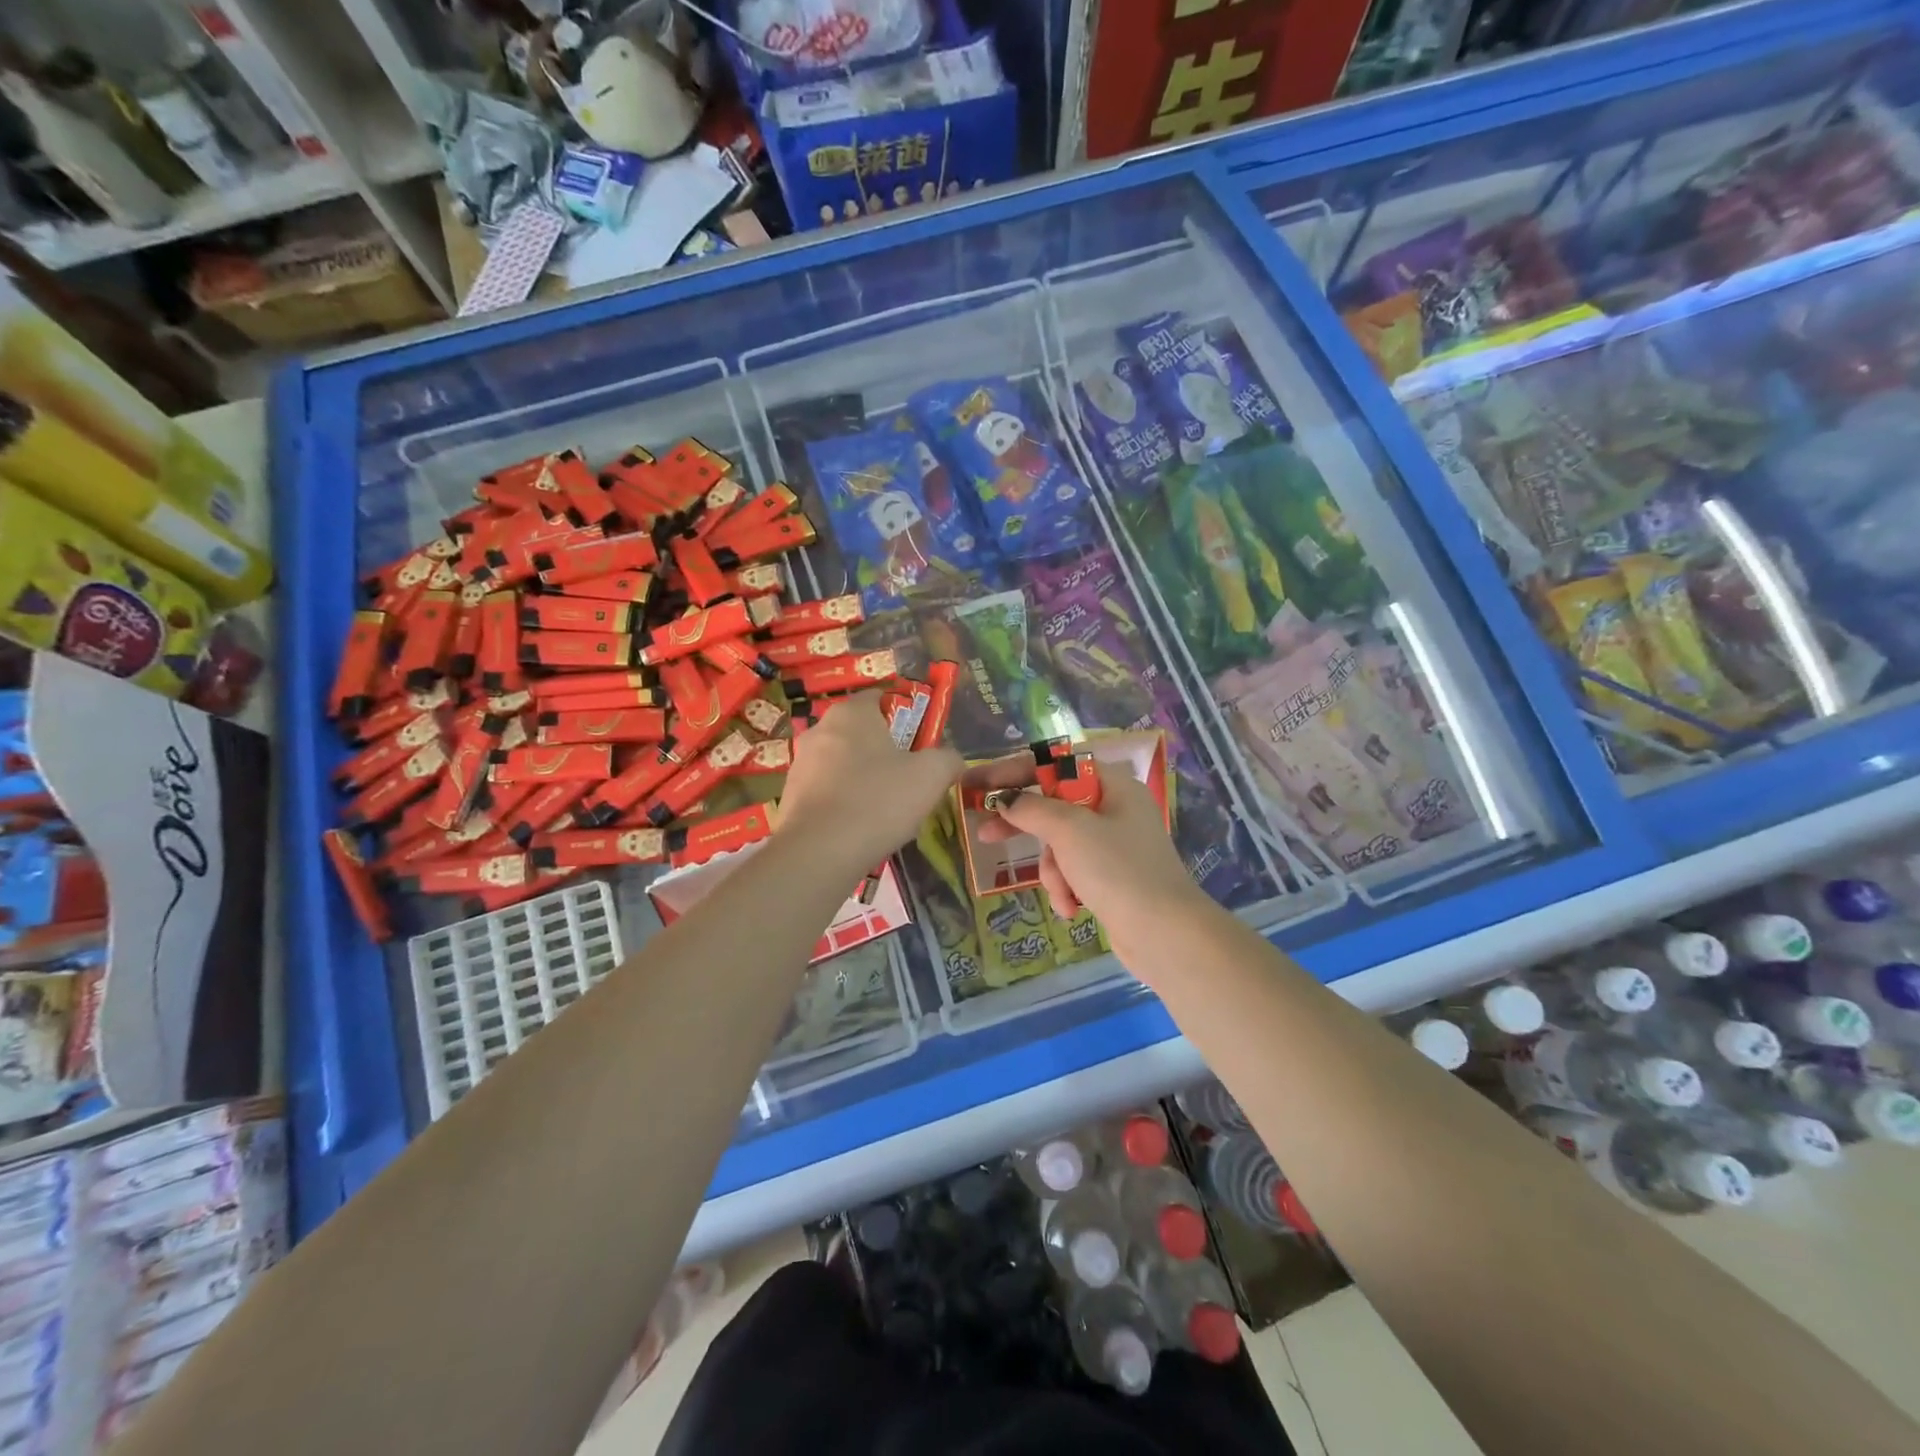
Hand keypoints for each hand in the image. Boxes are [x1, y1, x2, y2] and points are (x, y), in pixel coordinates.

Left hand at [776, 691, 962, 873]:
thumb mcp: (931, 776)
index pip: (880, 697)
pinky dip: (844, 801)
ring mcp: (801, 763)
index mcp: (852, 713)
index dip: (905, 716)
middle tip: (908, 777)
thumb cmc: (879, 801)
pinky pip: (827, 790)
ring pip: (843, 762)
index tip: (920, 743)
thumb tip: (951, 759)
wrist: (820, 852)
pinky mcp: (790, 795)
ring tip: (885, 808)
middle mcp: (820, 729)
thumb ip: (948, 759)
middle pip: (862, 732)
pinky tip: (860, 825)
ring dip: (864, 777)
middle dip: (884, 751)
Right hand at [974, 757, 1204, 951]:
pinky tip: (1073, 909)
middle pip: (1055, 805)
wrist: (1165, 935)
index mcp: (1114, 786)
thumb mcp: (1070, 831)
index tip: (980, 784)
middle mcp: (1116, 809)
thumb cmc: (1118, 870)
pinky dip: (1067, 887)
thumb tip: (1004, 799)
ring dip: (1053, 870)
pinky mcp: (1112, 877)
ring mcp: (1115, 845)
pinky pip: (1074, 871)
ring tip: (1062, 892)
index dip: (1014, 771)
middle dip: (1024, 826)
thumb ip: (1031, 809)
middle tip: (984, 833)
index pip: (1055, 764)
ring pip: (1061, 844)